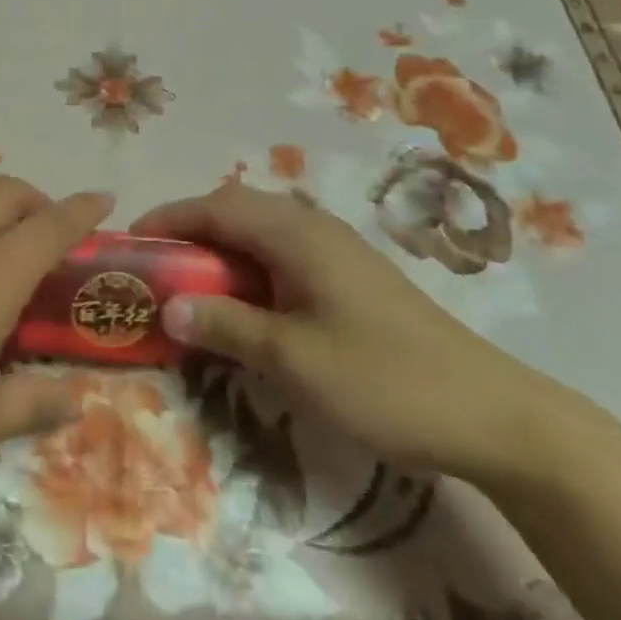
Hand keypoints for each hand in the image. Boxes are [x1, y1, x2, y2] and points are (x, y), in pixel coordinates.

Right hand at [134, 184, 607, 487]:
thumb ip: (227, 325)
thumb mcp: (294, 360)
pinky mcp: (351, 278)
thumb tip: (167, 306)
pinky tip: (245, 306)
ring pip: (261, 233)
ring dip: (220, 251)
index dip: (169, 218)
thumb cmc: (384, 380)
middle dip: (190, 231)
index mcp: (297, 234)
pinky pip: (283, 256)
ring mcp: (337, 251)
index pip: (216, 206)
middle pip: (236, 210)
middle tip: (154, 269)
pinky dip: (249, 269)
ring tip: (189, 287)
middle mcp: (314, 228)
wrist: (491, 413)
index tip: (130, 242)